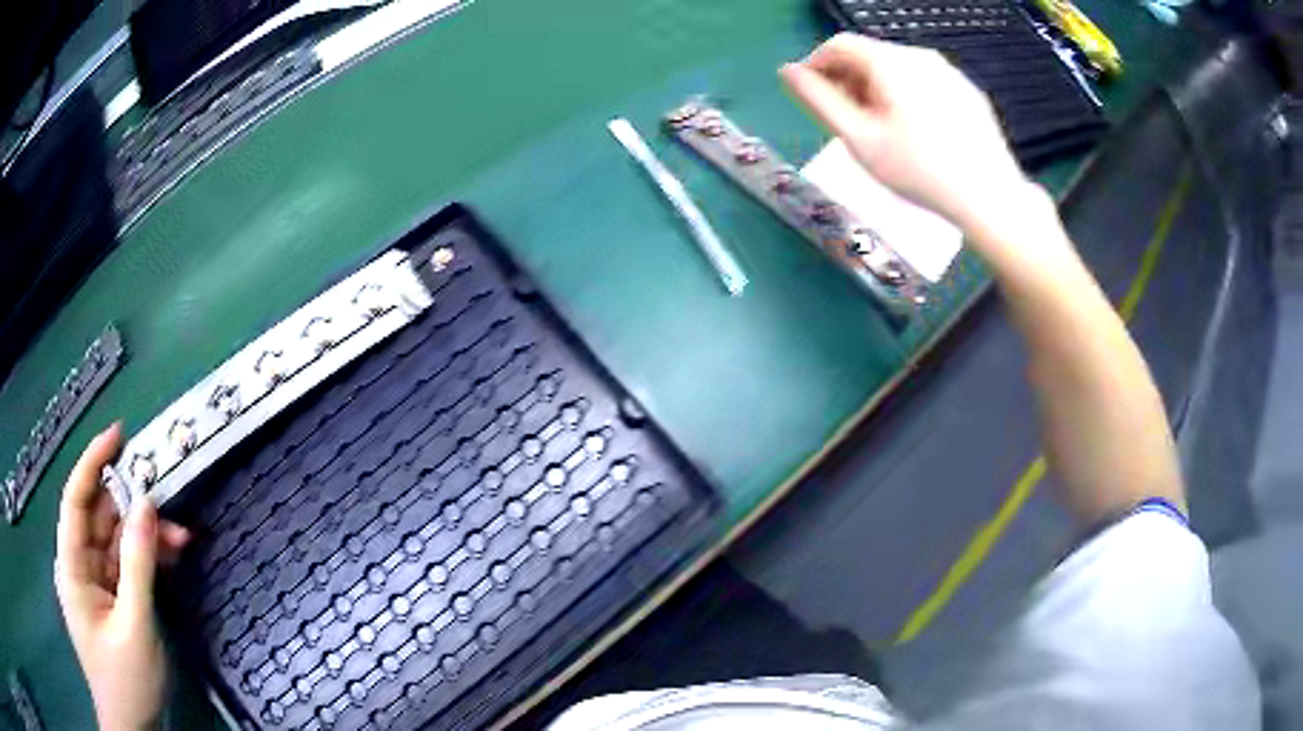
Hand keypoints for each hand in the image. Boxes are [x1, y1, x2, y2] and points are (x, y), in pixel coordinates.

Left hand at [54, 424, 190, 730]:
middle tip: (174, 513)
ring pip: (117, 542)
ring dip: (147, 539)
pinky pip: (125, 567)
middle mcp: (79, 565)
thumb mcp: (136, 625)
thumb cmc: (126, 681)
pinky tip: (171, 560)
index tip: (119, 434)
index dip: (93, 461)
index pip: (76, 499)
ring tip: (183, 543)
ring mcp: (94, 583)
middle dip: (135, 511)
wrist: (131, 726)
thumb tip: (147, 503)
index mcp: (72, 566)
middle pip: (101, 519)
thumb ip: (139, 564)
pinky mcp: (109, 600)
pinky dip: (147, 561)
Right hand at [780, 34, 1032, 232]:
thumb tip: (787, 72)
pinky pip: (926, 82)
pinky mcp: (968, 91)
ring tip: (880, 130)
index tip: (812, 98)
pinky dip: (907, 95)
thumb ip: (819, 101)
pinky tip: (915, 132)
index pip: (838, 44)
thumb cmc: (920, 171)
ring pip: (898, 68)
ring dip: (877, 88)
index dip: (816, 66)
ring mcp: (949, 72)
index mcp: (891, 61)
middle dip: (848, 80)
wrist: (991, 198)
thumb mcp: (860, 139)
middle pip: (870, 54)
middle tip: (846, 120)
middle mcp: (921, 55)